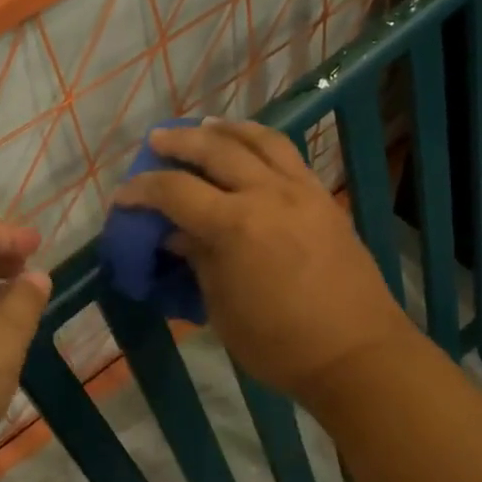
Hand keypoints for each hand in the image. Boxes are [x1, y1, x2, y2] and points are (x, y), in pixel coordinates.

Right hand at [111, 119, 415, 410]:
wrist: (358, 354)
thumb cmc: (281, 344)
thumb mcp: (224, 310)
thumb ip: (199, 262)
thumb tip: (178, 235)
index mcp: (235, 226)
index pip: (176, 192)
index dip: (142, 190)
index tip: (123, 196)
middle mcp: (267, 194)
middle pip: (215, 150)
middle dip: (179, 143)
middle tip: (156, 141)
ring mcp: (301, 191)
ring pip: (259, 140)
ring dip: (225, 130)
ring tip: (204, 127)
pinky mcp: (323, 197)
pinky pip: (289, 154)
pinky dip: (261, 141)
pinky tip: (250, 146)